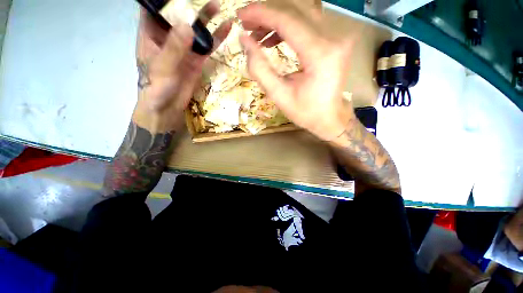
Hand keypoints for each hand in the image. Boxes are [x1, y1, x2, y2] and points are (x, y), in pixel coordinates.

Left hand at [133, 0, 231, 132]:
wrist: (168, 107)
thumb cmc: (156, 87)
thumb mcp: (163, 67)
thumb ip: (174, 48)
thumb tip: (188, 26)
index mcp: (151, 33)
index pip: (154, 7)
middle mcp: (168, 37)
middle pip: (178, 15)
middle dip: (189, 4)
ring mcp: (184, 48)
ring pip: (195, 29)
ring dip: (206, 19)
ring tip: (218, 6)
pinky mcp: (197, 60)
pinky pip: (207, 47)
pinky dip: (216, 38)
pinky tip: (226, 28)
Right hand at [238, 1, 355, 140]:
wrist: (329, 118)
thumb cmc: (306, 112)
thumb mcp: (279, 95)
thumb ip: (260, 69)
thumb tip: (244, 40)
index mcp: (320, 54)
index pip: (287, 21)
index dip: (261, 14)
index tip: (241, 15)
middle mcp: (334, 38)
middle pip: (296, 11)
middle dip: (267, 14)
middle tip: (247, 24)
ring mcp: (338, 37)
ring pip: (302, 14)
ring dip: (276, 21)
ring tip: (258, 35)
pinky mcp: (335, 40)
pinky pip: (309, 24)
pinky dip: (288, 28)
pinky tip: (274, 39)